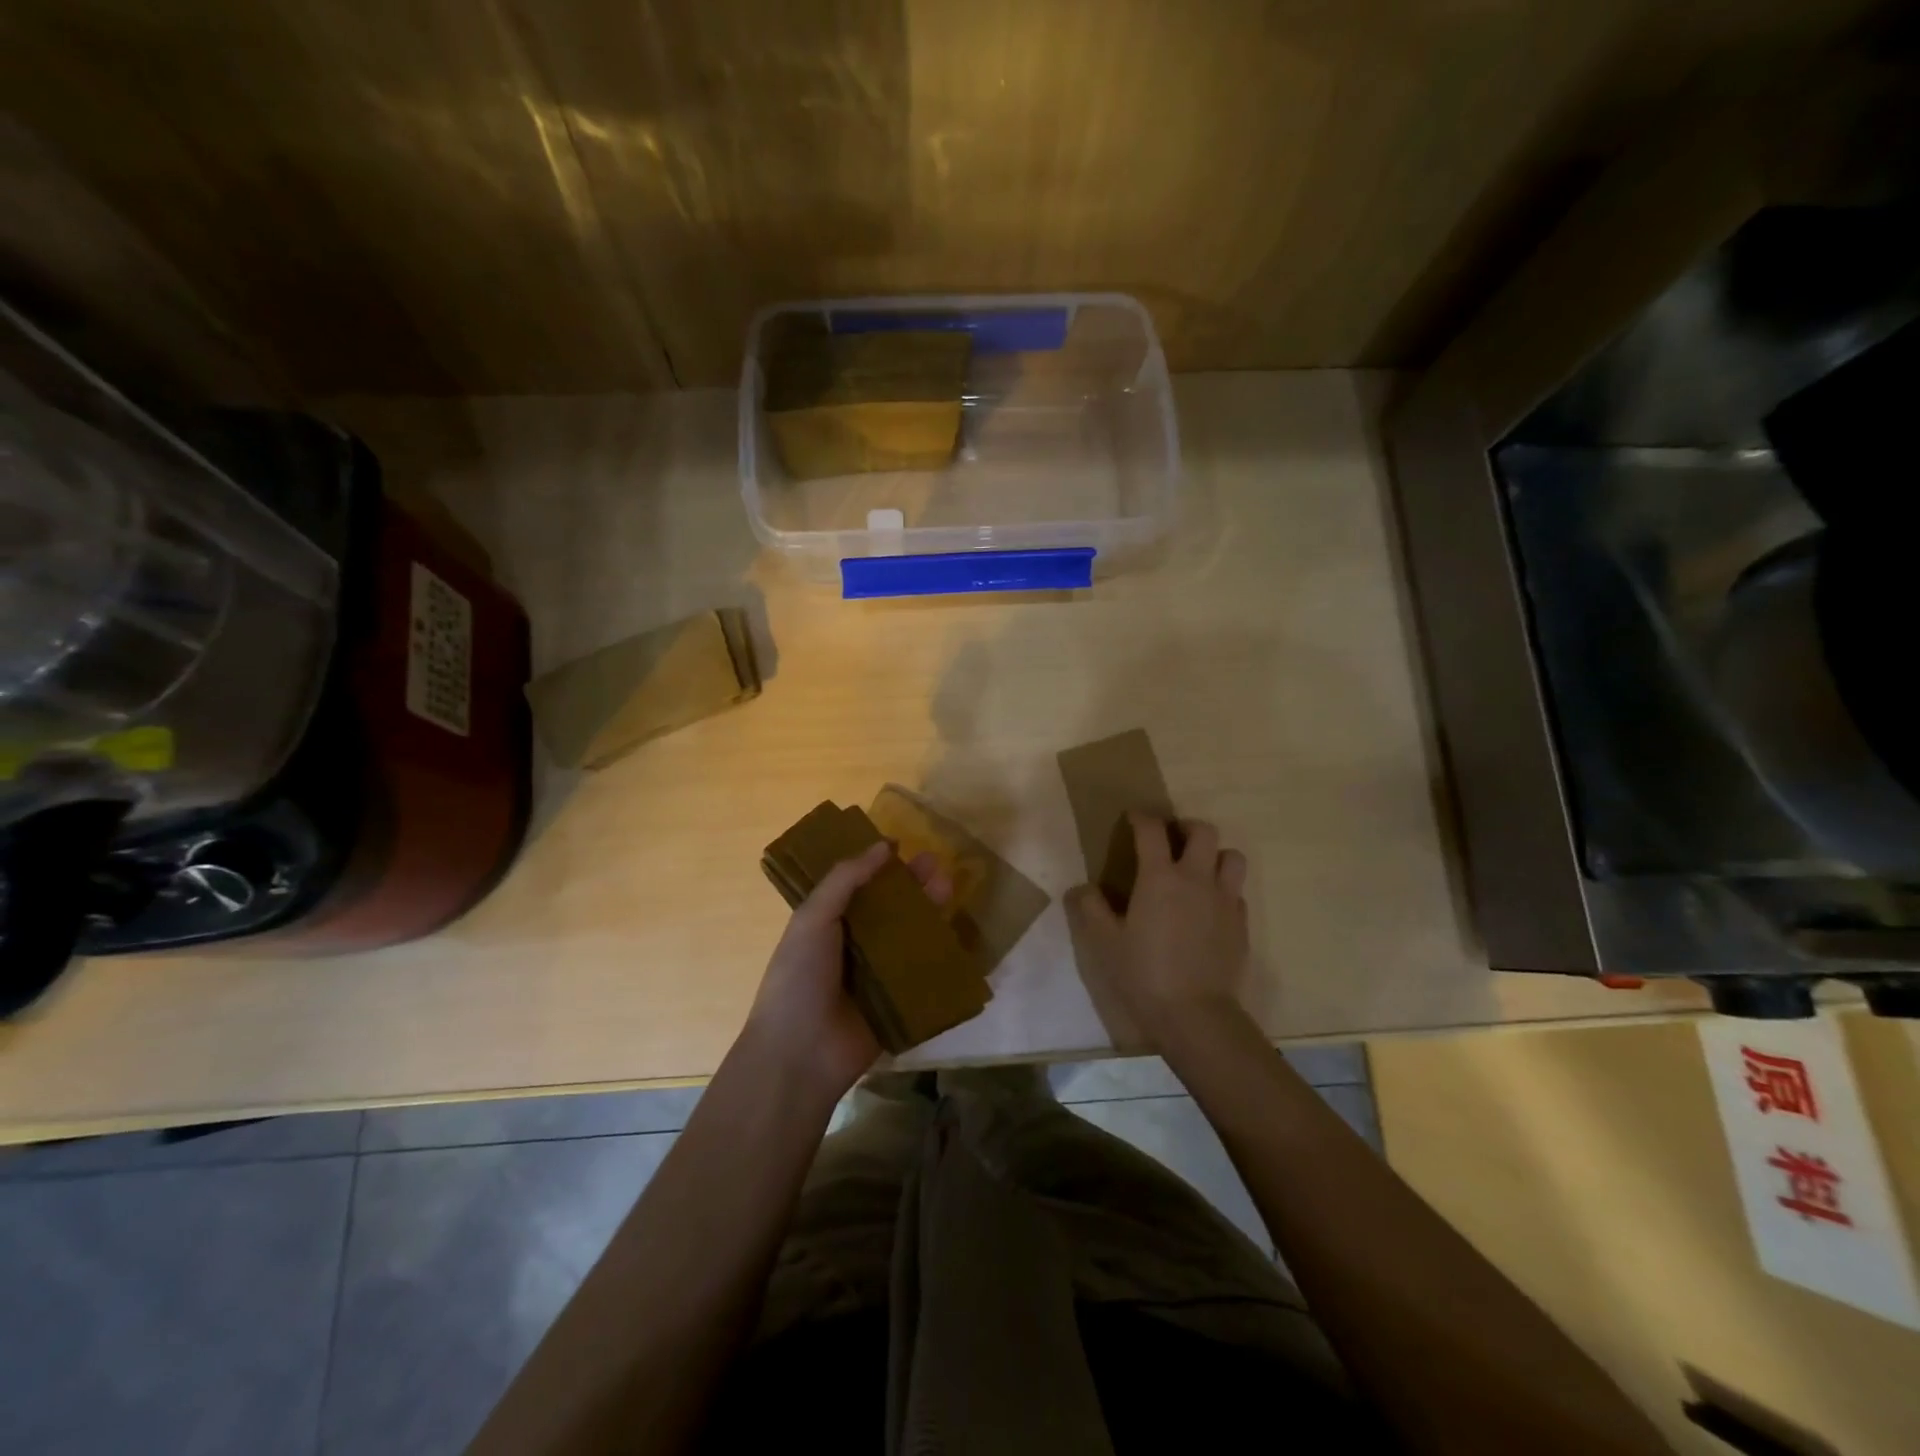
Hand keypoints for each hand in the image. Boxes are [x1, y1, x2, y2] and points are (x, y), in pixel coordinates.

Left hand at [741, 841, 952, 1102]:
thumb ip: (845, 880)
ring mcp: (877, 974)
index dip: (878, 865)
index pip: (857, 886)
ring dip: (929, 911)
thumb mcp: (813, 918)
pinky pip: (922, 972)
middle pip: (889, 907)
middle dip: (912, 885)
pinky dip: (939, 954)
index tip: (903, 846)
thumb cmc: (799, 977)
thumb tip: (883, 846)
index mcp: (827, 923)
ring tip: (949, 887)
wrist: (801, 1054)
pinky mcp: (899, 1001)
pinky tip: (958, 933)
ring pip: (909, 935)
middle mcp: (853, 944)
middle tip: (936, 863)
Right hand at [1065, 813, 1249, 1049]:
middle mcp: (1196, 879)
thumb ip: (1091, 908)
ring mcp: (1224, 900)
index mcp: (1160, 877)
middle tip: (1172, 840)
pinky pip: (1237, 892)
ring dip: (1214, 855)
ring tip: (1199, 869)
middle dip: (1186, 827)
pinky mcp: (1241, 924)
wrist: (1195, 1015)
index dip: (1141, 817)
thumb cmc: (1144, 973)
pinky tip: (1209, 908)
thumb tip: (1081, 888)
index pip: (1152, 830)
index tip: (1133, 818)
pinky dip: (1223, 889)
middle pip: (1203, 831)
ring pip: (1231, 857)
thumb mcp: (1104, 942)